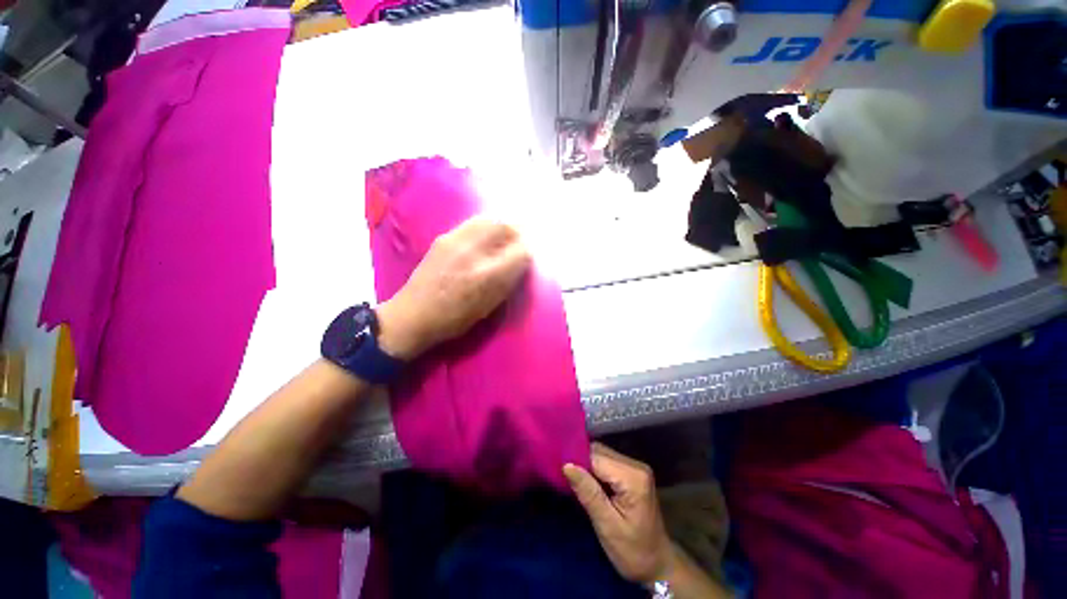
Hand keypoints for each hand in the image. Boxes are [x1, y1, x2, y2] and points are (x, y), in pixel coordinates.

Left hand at [376, 216, 530, 359]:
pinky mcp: (444, 237)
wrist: (413, 314)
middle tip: (519, 241)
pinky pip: (473, 223)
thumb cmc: (454, 319)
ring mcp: (456, 240)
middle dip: (517, 232)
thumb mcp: (488, 307)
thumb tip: (520, 263)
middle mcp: (473, 252)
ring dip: (502, 225)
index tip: (527, 257)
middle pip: (506, 226)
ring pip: (489, 219)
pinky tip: (485, 236)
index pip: (520, 252)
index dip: (527, 253)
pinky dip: (486, 226)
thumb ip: (507, 283)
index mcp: (487, 275)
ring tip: (504, 235)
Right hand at [564, 443, 673, 583]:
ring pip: (601, 455)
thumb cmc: (633, 551)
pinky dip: (593, 469)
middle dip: (580, 461)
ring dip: (586, 465)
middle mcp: (635, 465)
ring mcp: (635, 467)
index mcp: (633, 477)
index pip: (597, 457)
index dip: (576, 460)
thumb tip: (566, 465)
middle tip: (562, 475)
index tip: (557, 468)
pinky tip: (585, 481)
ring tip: (571, 479)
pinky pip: (606, 462)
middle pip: (599, 452)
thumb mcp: (607, 526)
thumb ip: (588, 493)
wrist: (657, 565)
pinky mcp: (631, 472)